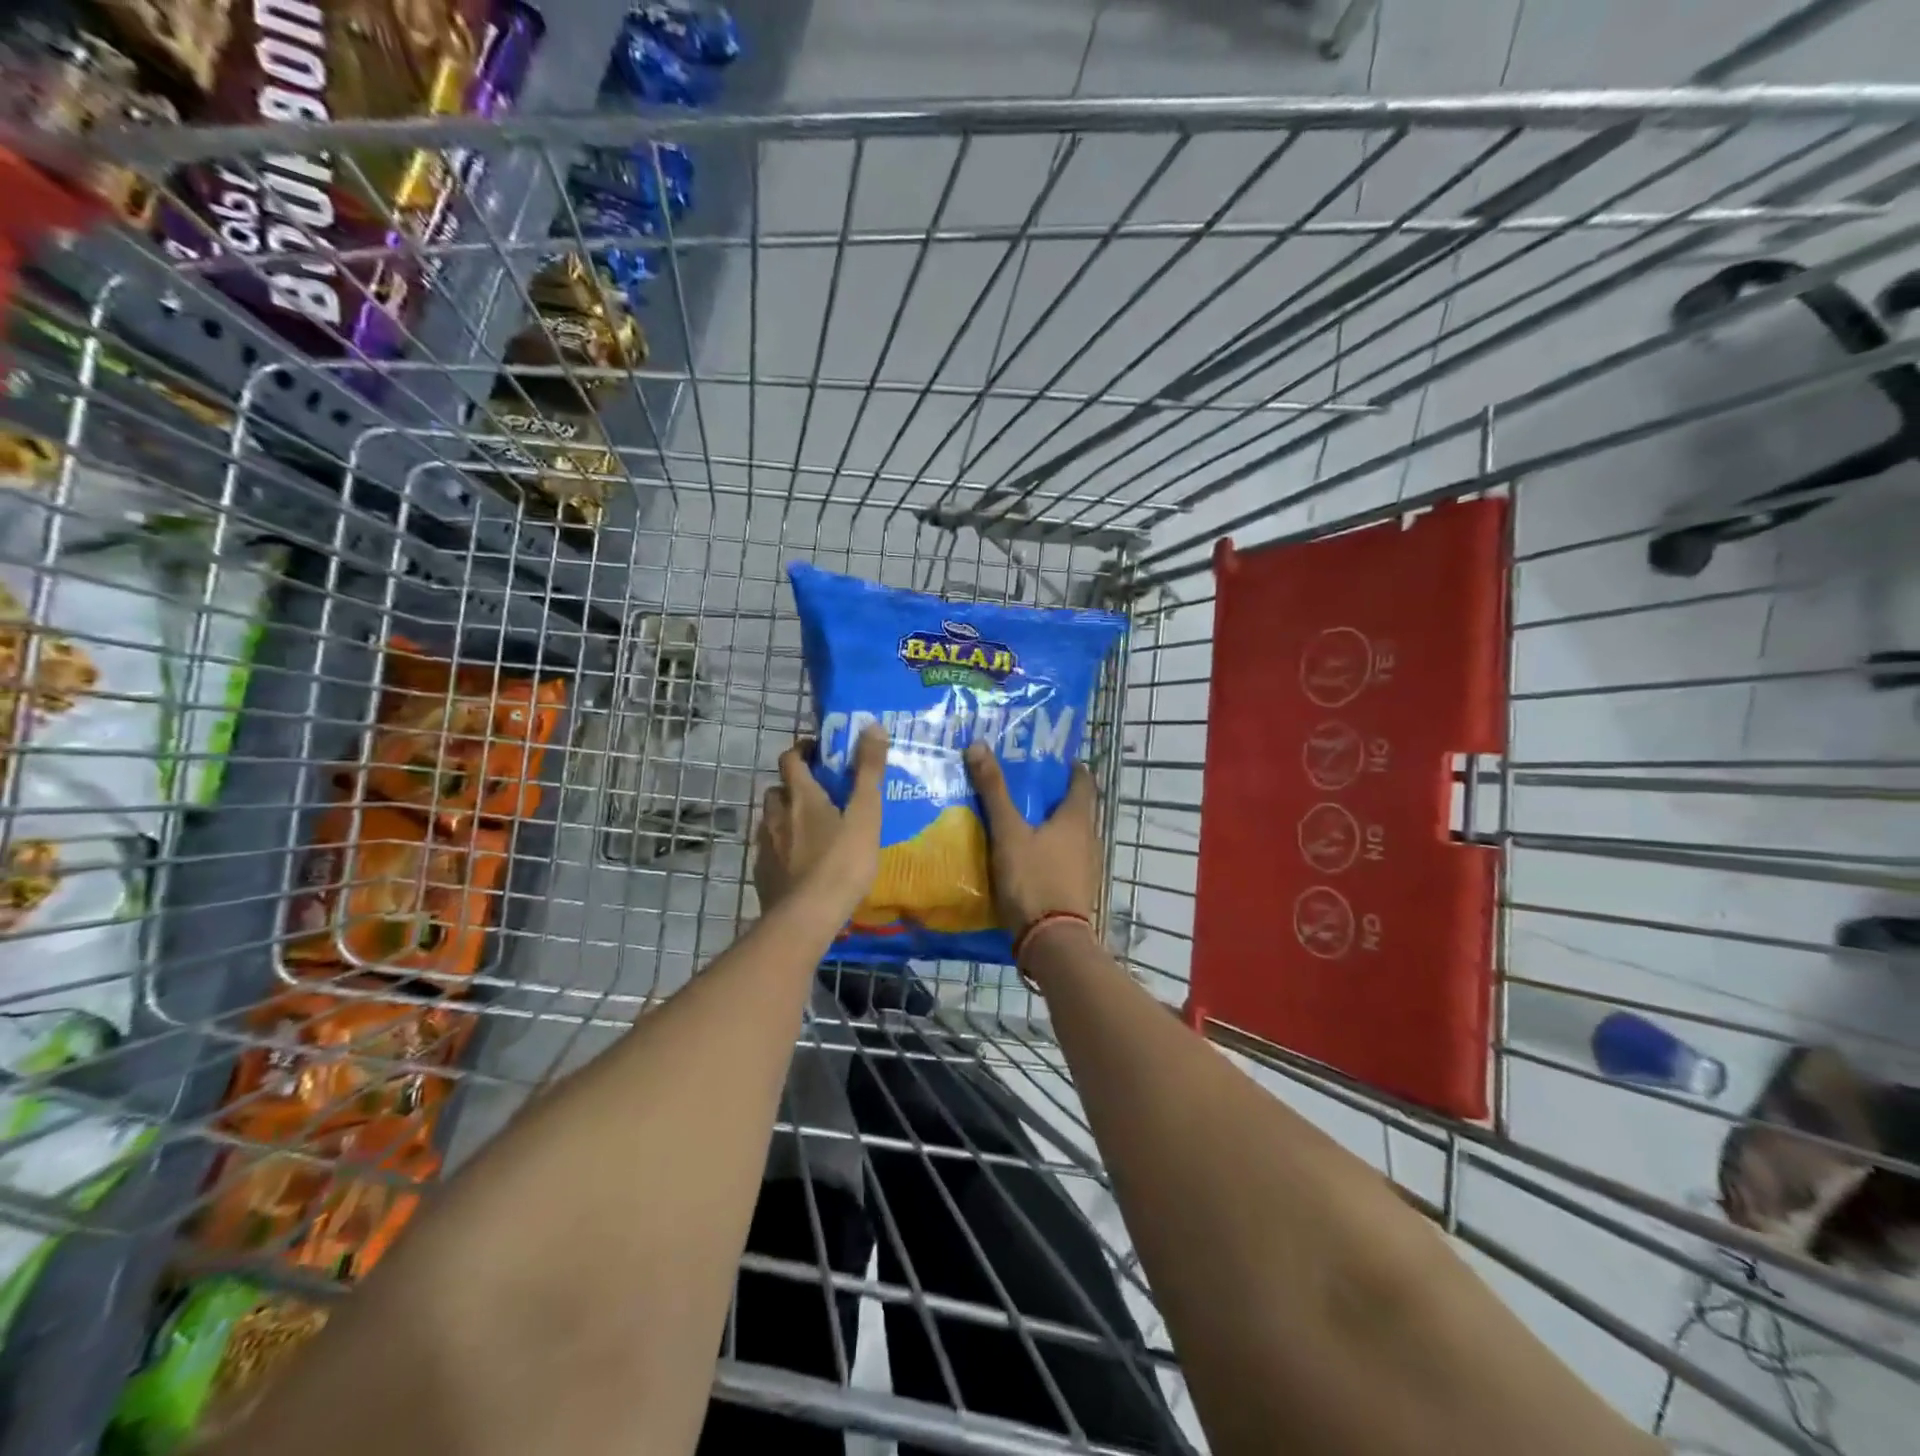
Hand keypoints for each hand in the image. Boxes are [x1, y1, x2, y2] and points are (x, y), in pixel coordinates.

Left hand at [754, 725, 887, 919]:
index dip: (802, 751)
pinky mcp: (762, 874)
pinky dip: (782, 848)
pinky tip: (798, 863)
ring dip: (786, 817)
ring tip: (809, 829)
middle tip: (818, 793)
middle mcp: (777, 815)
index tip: (818, 751)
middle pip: (778, 790)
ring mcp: (766, 846)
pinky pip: (770, 851)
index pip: (791, 759)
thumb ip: (869, 771)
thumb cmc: (842, 861)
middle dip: (793, 786)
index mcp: (801, 796)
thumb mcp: (866, 813)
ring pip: (771, 821)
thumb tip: (873, 725)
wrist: (807, 917)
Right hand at [964, 743, 1101, 936]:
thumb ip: (993, 791)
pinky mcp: (1077, 889)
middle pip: (1076, 808)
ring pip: (1069, 835)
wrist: (1051, 941)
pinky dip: (1048, 849)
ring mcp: (1086, 866)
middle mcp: (1089, 838)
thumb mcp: (1008, 833)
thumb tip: (978, 745)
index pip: (1083, 781)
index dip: (1069, 767)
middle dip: (1053, 795)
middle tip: (1023, 785)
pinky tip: (1026, 854)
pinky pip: (1063, 858)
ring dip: (1050, 824)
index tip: (1049, 759)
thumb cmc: (1033, 879)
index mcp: (1078, 818)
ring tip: (1019, 818)